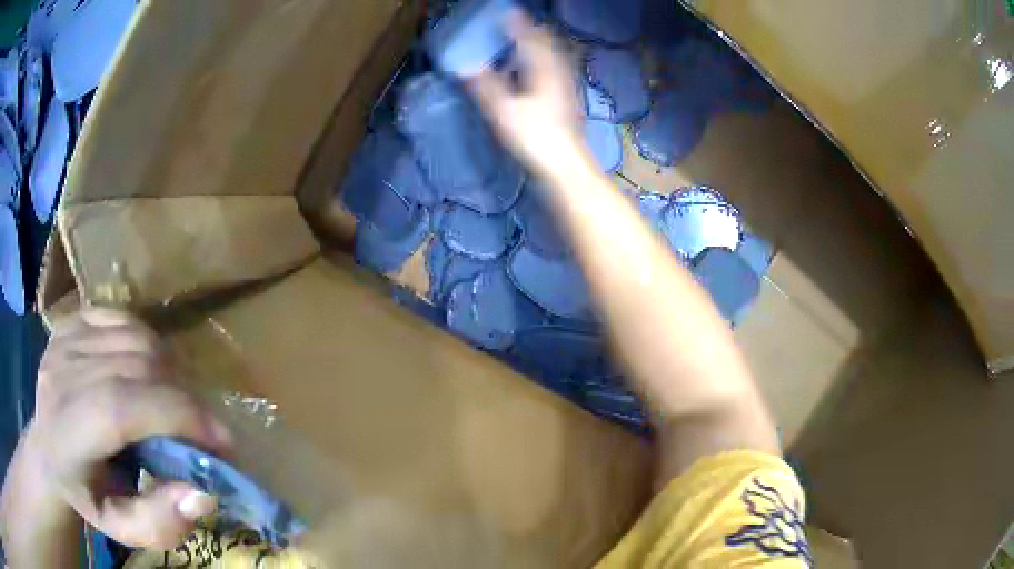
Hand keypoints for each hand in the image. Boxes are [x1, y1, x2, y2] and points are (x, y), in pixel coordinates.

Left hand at [5, 308, 230, 549]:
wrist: (48, 452)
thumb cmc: (86, 495)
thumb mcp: (121, 529)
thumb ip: (159, 523)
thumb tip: (202, 493)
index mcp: (66, 431)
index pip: (120, 406)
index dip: (177, 416)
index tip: (221, 442)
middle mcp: (61, 373)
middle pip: (134, 365)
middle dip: (182, 398)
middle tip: (200, 430)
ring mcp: (64, 339)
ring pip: (135, 336)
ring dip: (170, 371)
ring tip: (175, 404)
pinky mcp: (71, 320)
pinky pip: (123, 318)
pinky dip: (148, 343)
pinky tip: (148, 372)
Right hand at [468, 11, 591, 180]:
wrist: (565, 167)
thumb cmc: (534, 137)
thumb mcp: (502, 111)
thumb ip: (484, 86)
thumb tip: (466, 68)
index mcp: (543, 68)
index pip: (530, 37)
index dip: (517, 24)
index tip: (506, 13)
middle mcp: (559, 72)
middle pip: (548, 43)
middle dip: (532, 32)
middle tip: (514, 27)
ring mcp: (567, 86)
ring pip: (554, 57)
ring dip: (538, 48)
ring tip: (522, 46)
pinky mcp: (568, 101)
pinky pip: (556, 71)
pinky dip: (543, 65)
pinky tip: (534, 75)